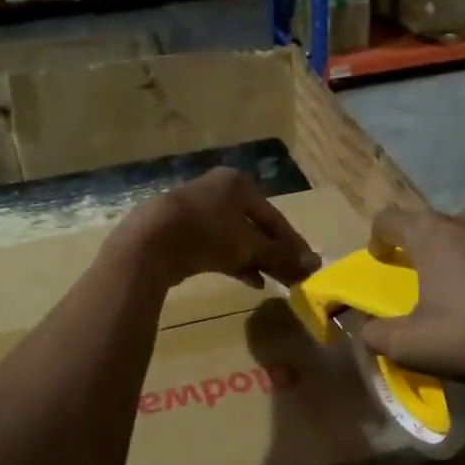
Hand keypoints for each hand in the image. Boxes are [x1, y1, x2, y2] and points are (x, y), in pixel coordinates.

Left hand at [118, 168, 319, 289]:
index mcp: (238, 184)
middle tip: (291, 275)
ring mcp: (197, 211)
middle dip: (274, 253)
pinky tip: (250, 280)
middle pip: (256, 226)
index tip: (308, 265)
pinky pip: (217, 247)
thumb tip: (314, 264)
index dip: (293, 243)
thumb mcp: (250, 246)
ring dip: (256, 260)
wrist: (151, 242)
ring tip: (274, 281)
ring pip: (236, 238)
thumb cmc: (209, 233)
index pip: (274, 216)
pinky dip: (235, 262)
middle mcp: (218, 191)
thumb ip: (281, 255)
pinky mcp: (181, 232)